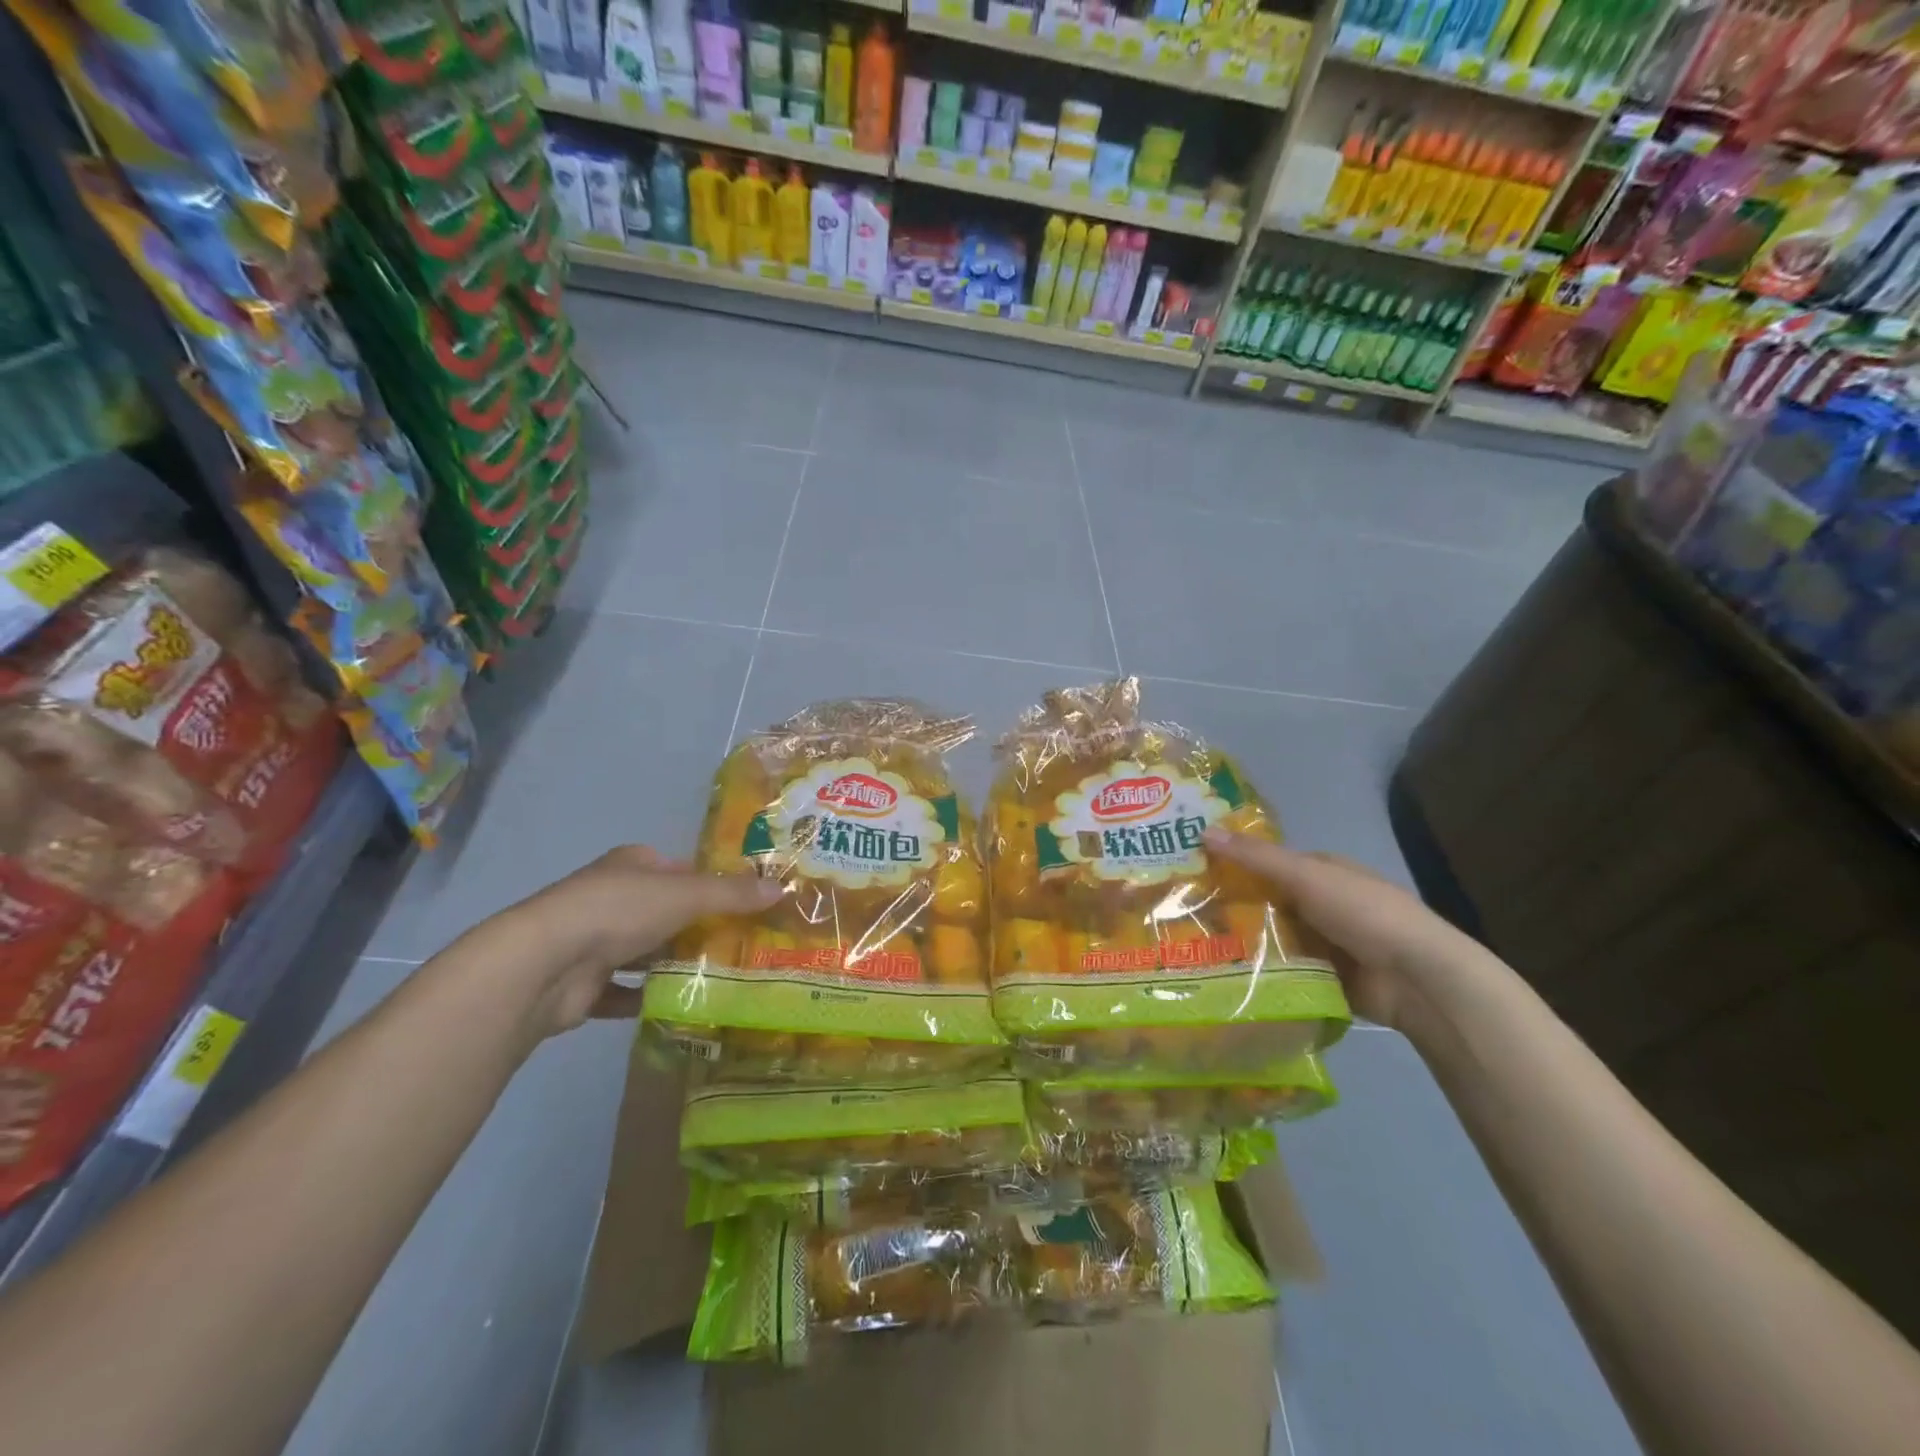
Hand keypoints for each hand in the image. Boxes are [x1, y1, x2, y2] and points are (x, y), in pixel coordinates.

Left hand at [462, 846, 780, 1039]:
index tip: (743, 904)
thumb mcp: (686, 895)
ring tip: (721, 977)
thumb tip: (783, 889)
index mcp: (631, 865)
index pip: (677, 868)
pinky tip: (680, 1007)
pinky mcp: (583, 985)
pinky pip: (624, 991)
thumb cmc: (619, 912)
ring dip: (672, 963)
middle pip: (663, 911)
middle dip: (696, 927)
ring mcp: (592, 942)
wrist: (543, 965)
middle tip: (742, 945)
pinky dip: (647, 997)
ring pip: (644, 951)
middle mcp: (610, 897)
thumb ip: (733, 894)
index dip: (709, 883)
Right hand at [1203, 830, 1489, 1034]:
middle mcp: (1322, 903)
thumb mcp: (1306, 876)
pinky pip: (1285, 971)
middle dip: (1233, 908)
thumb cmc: (1364, 913)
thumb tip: (1202, 830)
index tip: (1192, 873)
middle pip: (1268, 901)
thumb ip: (1256, 858)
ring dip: (1245, 943)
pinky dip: (1263, 972)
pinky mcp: (1325, 978)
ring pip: (1273, 937)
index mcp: (1323, 871)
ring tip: (1192, 949)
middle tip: (1182, 915)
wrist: (1417, 979)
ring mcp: (1325, 942)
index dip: (1234, 864)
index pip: (1268, 863)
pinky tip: (1225, 976)